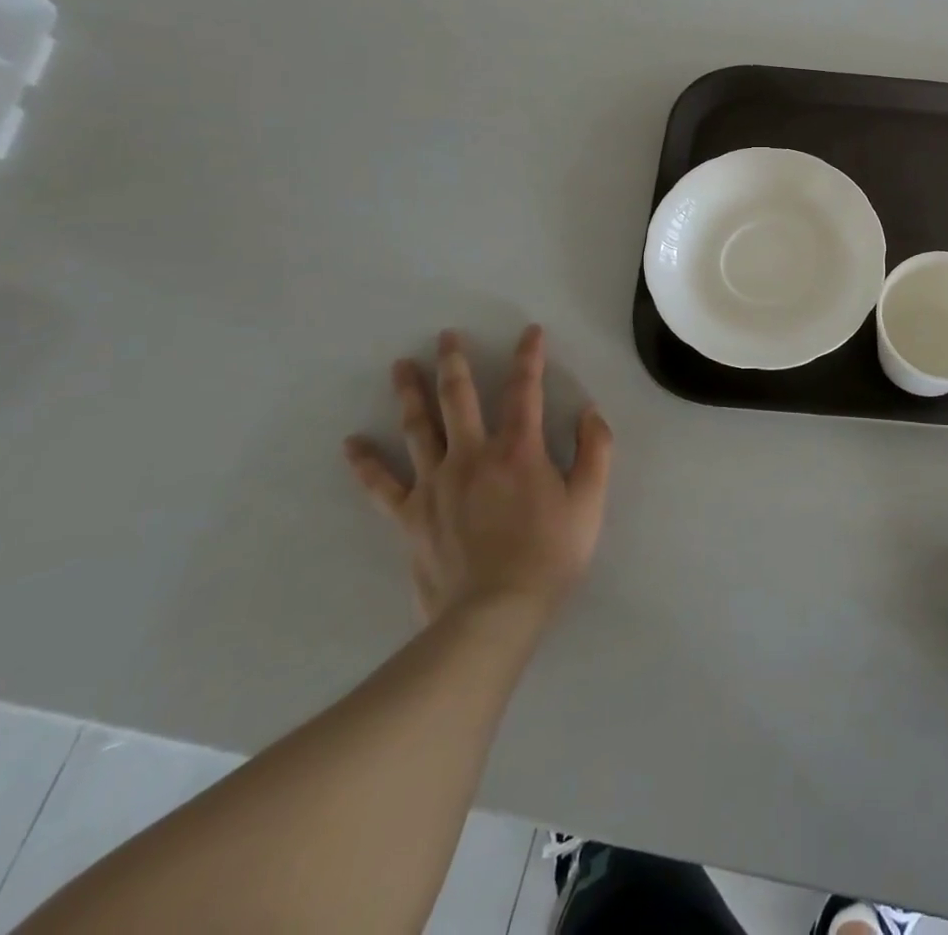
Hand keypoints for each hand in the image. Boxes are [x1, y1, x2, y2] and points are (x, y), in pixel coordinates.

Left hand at [344, 325, 612, 622]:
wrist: (494, 614)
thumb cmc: (550, 556)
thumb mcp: (589, 502)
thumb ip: (595, 450)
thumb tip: (589, 411)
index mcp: (519, 450)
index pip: (525, 390)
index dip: (529, 357)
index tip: (530, 332)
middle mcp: (473, 455)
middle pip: (459, 398)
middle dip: (455, 362)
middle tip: (446, 335)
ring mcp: (435, 484)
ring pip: (419, 428)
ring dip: (410, 394)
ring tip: (400, 366)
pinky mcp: (411, 516)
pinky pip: (382, 485)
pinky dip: (366, 463)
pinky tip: (352, 443)